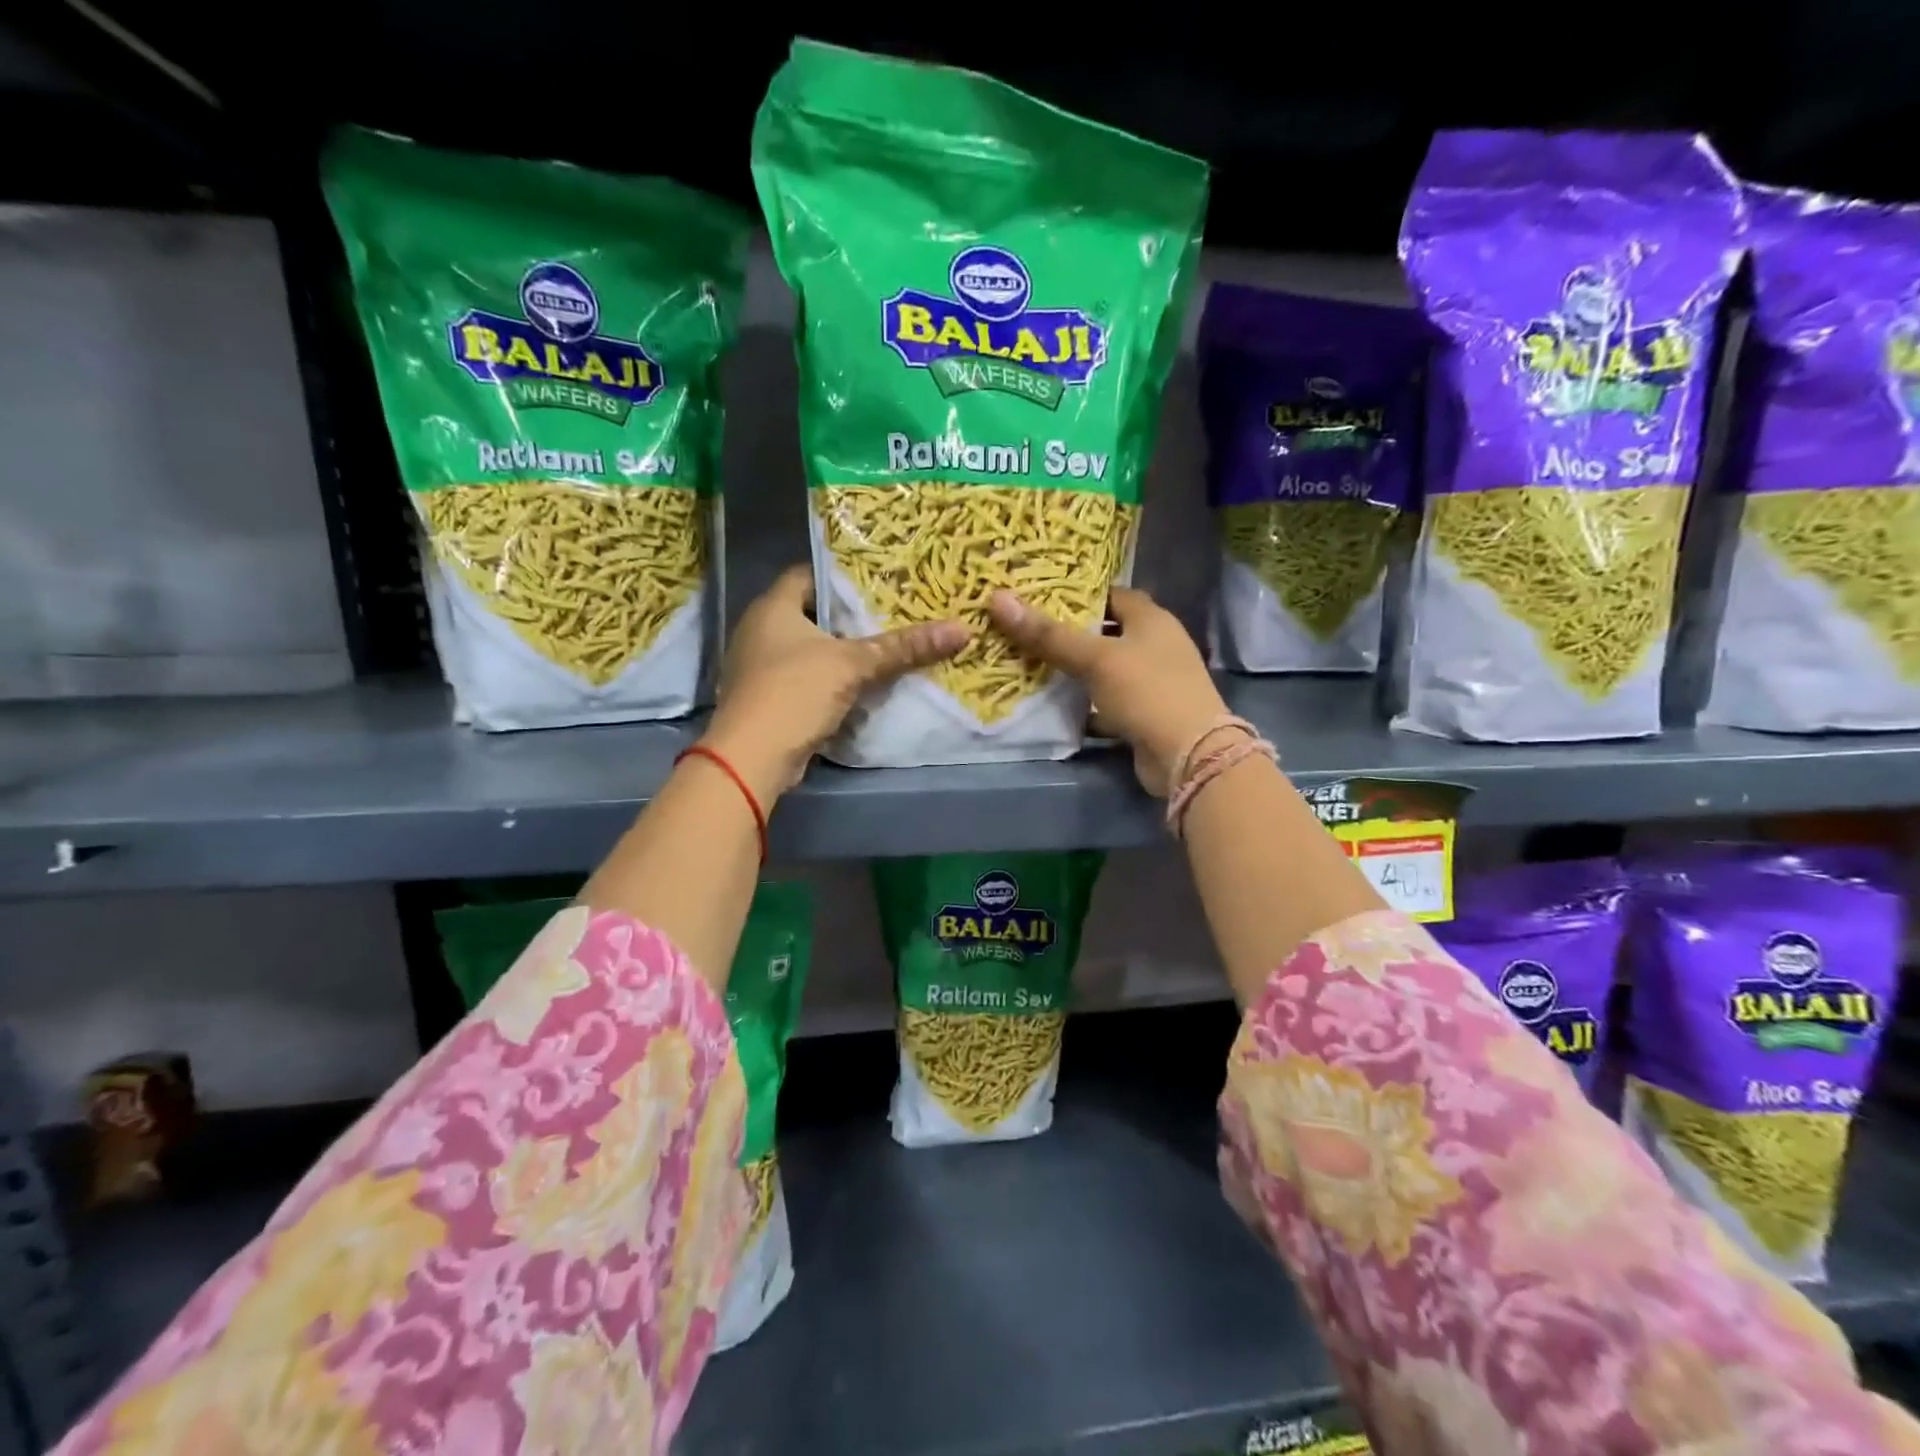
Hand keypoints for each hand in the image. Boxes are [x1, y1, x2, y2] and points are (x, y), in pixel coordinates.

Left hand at [701, 566, 967, 800]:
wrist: (752, 757)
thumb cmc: (796, 692)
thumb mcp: (853, 665)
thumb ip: (902, 647)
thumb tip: (961, 629)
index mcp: (772, 607)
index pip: (809, 575)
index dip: (843, 576)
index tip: (879, 582)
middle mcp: (759, 630)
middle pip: (811, 613)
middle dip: (848, 617)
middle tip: (890, 615)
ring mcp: (758, 667)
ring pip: (808, 649)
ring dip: (839, 652)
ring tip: (882, 649)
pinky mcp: (766, 699)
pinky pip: (803, 679)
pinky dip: (828, 680)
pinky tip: (860, 685)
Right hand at [987, 586, 1229, 797]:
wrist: (1188, 755)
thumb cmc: (1146, 691)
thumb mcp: (1095, 659)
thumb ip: (1048, 634)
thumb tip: (998, 599)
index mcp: (1151, 619)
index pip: (1111, 594)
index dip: (1077, 594)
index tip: (1038, 596)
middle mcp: (1155, 645)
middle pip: (1106, 632)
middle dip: (1069, 634)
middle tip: (1026, 630)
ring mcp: (1152, 682)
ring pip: (1105, 669)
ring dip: (1075, 670)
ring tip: (1029, 664)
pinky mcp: (1144, 714)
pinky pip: (1107, 702)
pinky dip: (1084, 704)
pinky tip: (1053, 705)